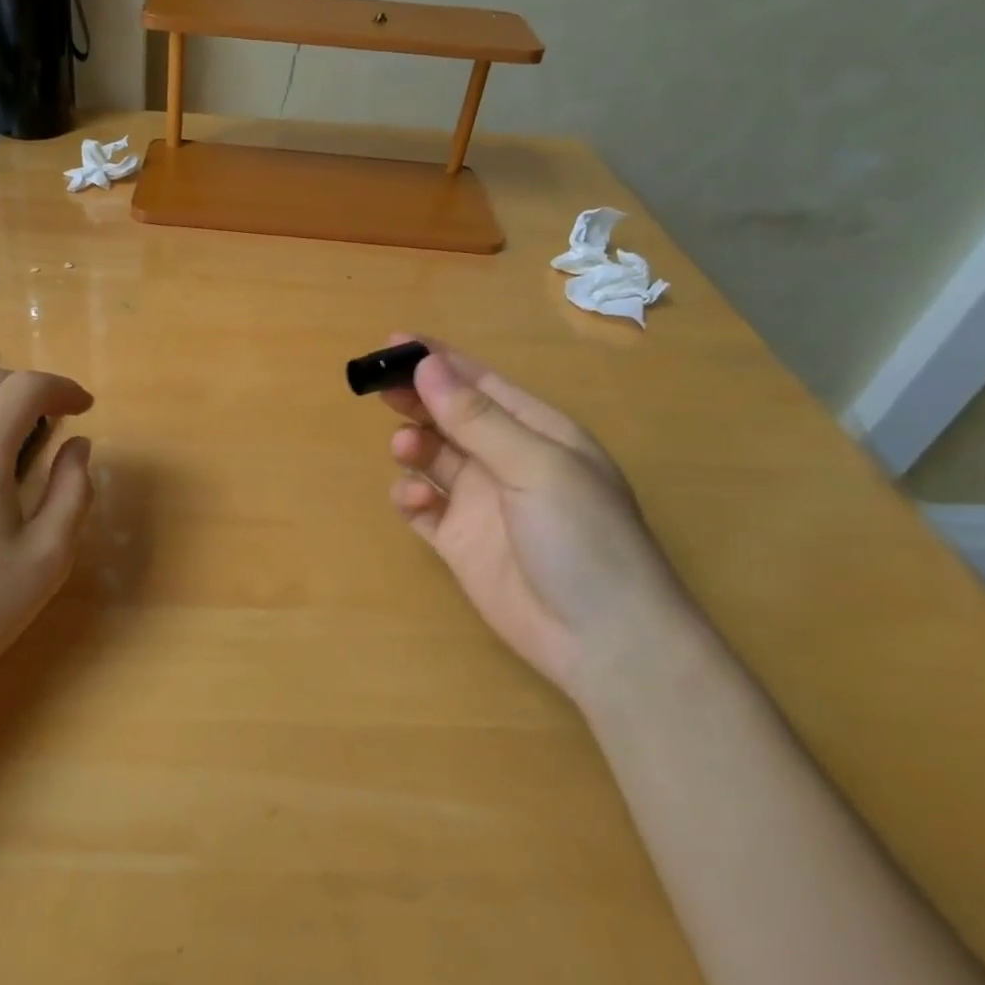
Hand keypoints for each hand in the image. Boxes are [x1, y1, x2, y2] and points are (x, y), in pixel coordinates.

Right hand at [382, 336, 695, 700]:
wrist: (604, 642)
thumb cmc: (584, 538)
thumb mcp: (536, 467)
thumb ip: (476, 420)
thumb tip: (427, 366)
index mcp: (537, 432)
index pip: (481, 383)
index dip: (439, 360)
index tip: (392, 343)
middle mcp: (507, 460)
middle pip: (450, 416)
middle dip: (417, 399)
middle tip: (380, 390)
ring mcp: (481, 501)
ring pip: (432, 456)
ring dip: (414, 445)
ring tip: (407, 449)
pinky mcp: (459, 541)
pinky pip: (423, 505)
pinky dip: (412, 495)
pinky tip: (417, 500)